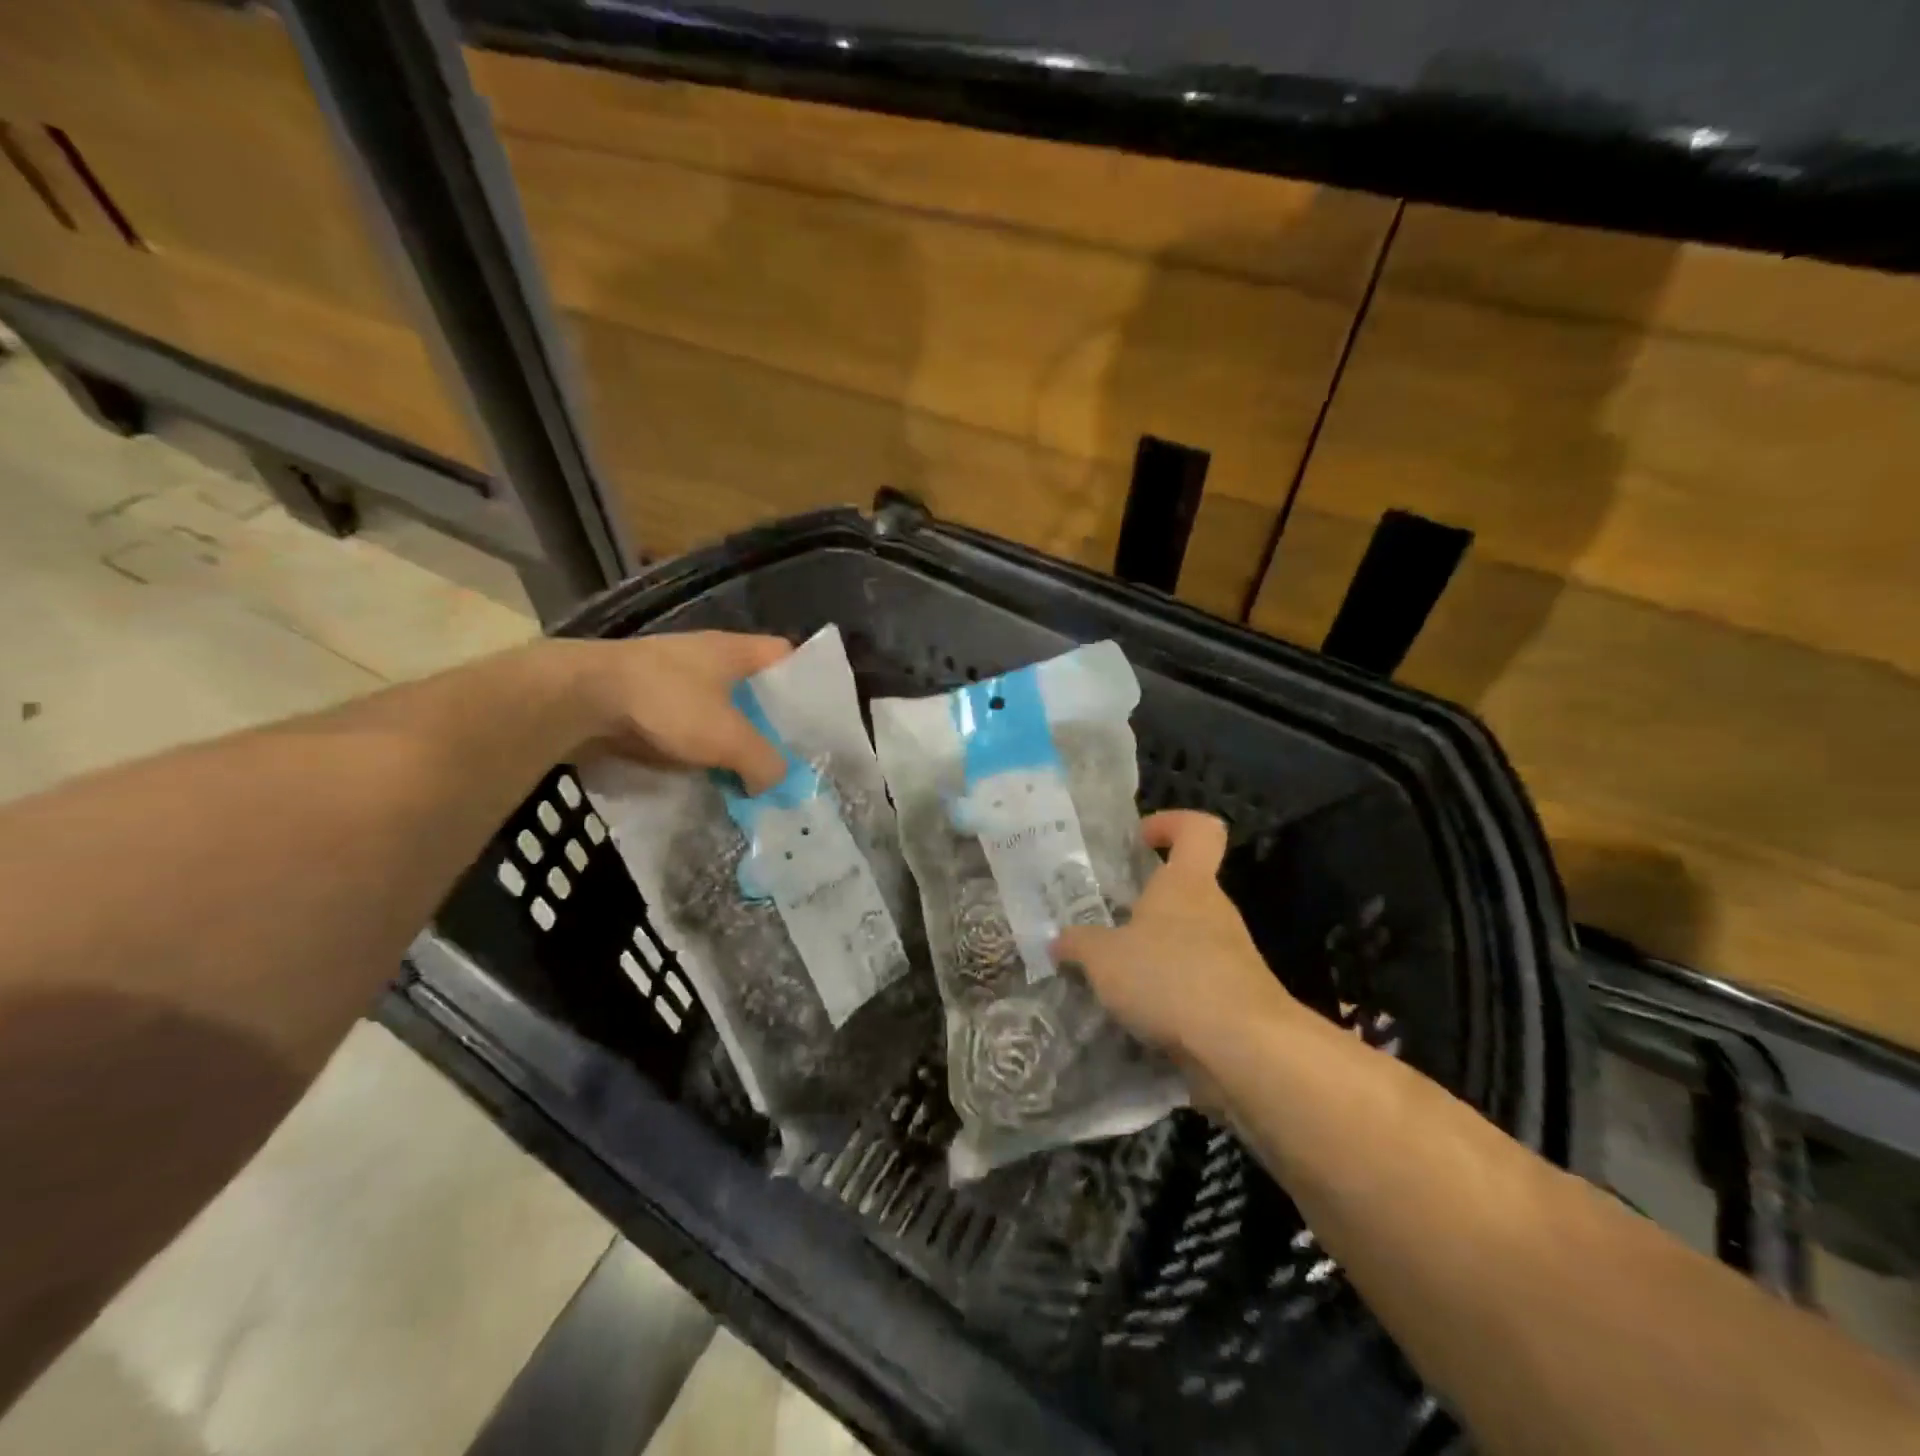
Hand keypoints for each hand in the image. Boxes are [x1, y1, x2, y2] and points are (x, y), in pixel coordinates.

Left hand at [554, 632, 792, 790]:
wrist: (579, 700)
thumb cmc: (667, 703)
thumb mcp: (728, 738)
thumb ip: (763, 761)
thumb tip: (775, 781)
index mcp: (733, 651)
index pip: (784, 654)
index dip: (805, 681)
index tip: (815, 717)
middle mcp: (705, 657)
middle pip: (751, 687)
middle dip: (768, 720)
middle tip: (787, 755)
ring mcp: (671, 677)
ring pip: (717, 710)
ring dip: (730, 738)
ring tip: (750, 772)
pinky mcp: (643, 701)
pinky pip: (685, 726)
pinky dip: (698, 748)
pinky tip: (706, 774)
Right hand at [1055, 810, 1298, 1067]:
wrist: (1244, 1046)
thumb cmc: (1170, 976)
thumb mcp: (1104, 958)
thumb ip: (1078, 945)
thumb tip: (1059, 941)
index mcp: (1186, 883)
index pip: (1197, 830)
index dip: (1171, 824)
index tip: (1140, 840)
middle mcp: (1214, 909)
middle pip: (1185, 889)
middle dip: (1147, 904)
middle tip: (1107, 925)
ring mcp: (1232, 954)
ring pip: (1188, 938)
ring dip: (1156, 953)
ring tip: (1116, 978)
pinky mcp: (1237, 995)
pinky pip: (1196, 980)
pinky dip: (1170, 991)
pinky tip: (1141, 1015)